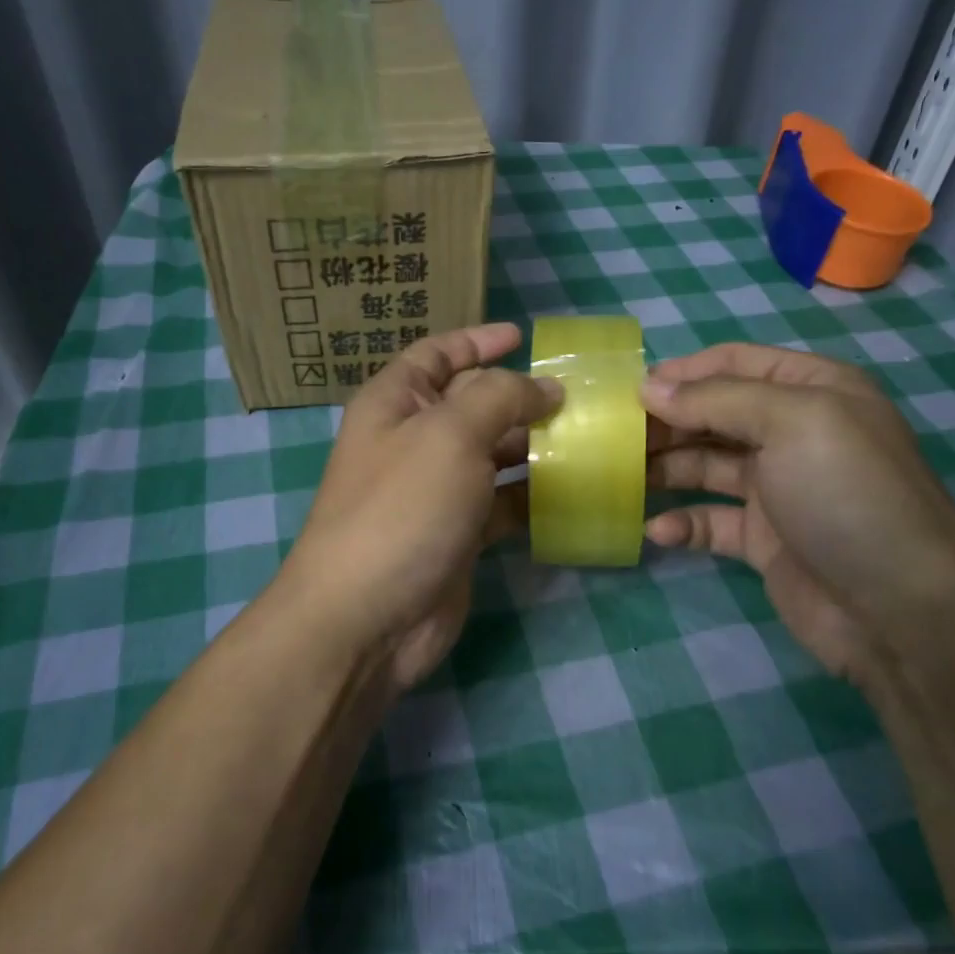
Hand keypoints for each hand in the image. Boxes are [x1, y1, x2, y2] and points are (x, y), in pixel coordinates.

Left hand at [280, 323, 560, 692]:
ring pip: (492, 454)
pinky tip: (573, 489)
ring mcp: (436, 491)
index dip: (476, 341)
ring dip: (533, 445)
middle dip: (519, 395)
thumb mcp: (449, 433)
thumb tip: (545, 387)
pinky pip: (502, 502)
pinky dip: (533, 494)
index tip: (522, 336)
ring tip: (587, 436)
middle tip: (577, 394)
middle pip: (472, 403)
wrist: (367, 618)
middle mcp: (413, 441)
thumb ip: (500, 397)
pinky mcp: (458, 534)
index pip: (437, 355)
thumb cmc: (402, 508)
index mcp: (395, 403)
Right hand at [641, 344, 954, 682]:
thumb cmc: (847, 495)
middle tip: (613, 435)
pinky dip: (682, 522)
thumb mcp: (790, 423)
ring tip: (620, 475)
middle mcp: (794, 432)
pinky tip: (657, 530)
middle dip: (666, 420)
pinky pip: (710, 520)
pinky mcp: (763, 539)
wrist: (901, 611)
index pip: (734, 363)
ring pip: (705, 465)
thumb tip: (648, 387)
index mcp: (812, 391)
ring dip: (665, 467)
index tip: (630, 389)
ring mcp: (778, 488)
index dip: (682, 371)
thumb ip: (716, 399)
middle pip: (713, 413)